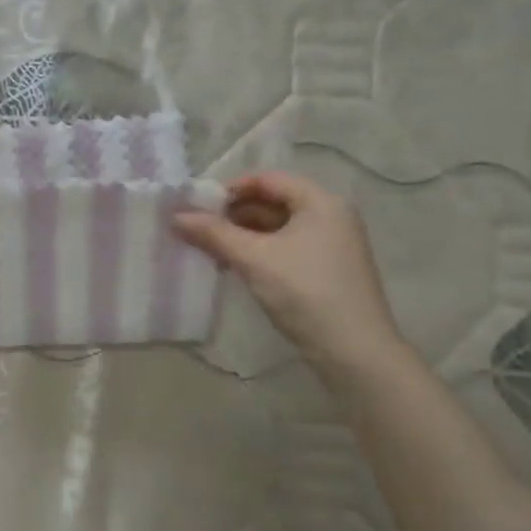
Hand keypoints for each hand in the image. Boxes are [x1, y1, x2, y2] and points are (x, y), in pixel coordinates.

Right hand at [174, 172, 404, 374]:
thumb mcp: (253, 258)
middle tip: (200, 229)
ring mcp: (333, 244)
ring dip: (243, 235)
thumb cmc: (304, 292)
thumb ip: (214, 233)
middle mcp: (331, 216)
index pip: (268, 179)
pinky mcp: (328, 270)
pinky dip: (260, 251)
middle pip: (273, 202)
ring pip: (278, 228)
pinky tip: (235, 266)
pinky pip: (287, 248)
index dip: (231, 189)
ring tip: (211, 249)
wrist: (353, 351)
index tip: (200, 207)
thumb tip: (176, 216)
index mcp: (320, 202)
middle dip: (234, 214)